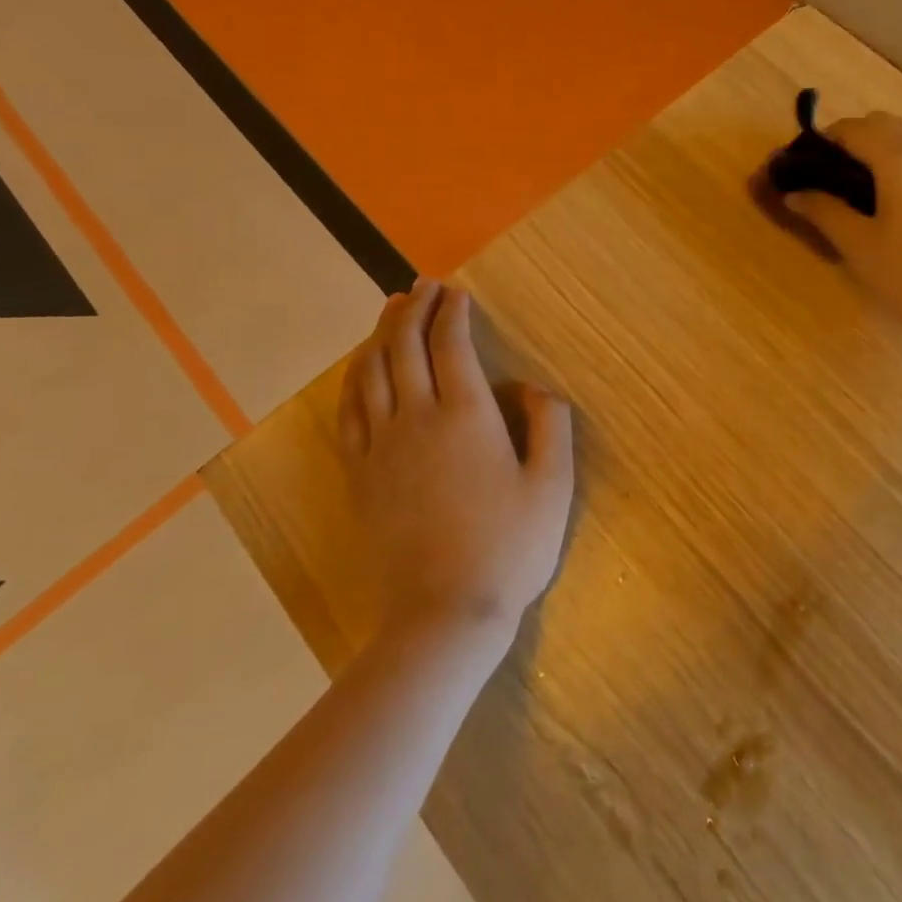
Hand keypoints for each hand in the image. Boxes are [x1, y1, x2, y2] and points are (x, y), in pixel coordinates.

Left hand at [338, 280, 574, 637]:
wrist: (443, 614)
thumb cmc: (508, 548)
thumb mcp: (552, 486)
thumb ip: (549, 424)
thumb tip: (531, 386)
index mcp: (466, 415)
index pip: (451, 344)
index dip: (452, 312)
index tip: (457, 292)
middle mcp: (417, 418)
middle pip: (404, 346)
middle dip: (413, 309)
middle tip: (422, 287)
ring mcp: (381, 446)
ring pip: (371, 372)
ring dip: (381, 334)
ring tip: (391, 311)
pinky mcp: (360, 474)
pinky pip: (349, 411)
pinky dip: (354, 378)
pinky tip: (361, 369)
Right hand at [783, 111, 901, 355]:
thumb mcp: (860, 246)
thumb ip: (824, 211)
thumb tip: (793, 194)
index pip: (851, 129)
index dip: (820, 143)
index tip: (799, 170)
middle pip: (881, 126)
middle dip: (848, 144)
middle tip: (825, 183)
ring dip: (875, 154)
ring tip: (854, 198)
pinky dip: (900, 167)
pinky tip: (890, 207)